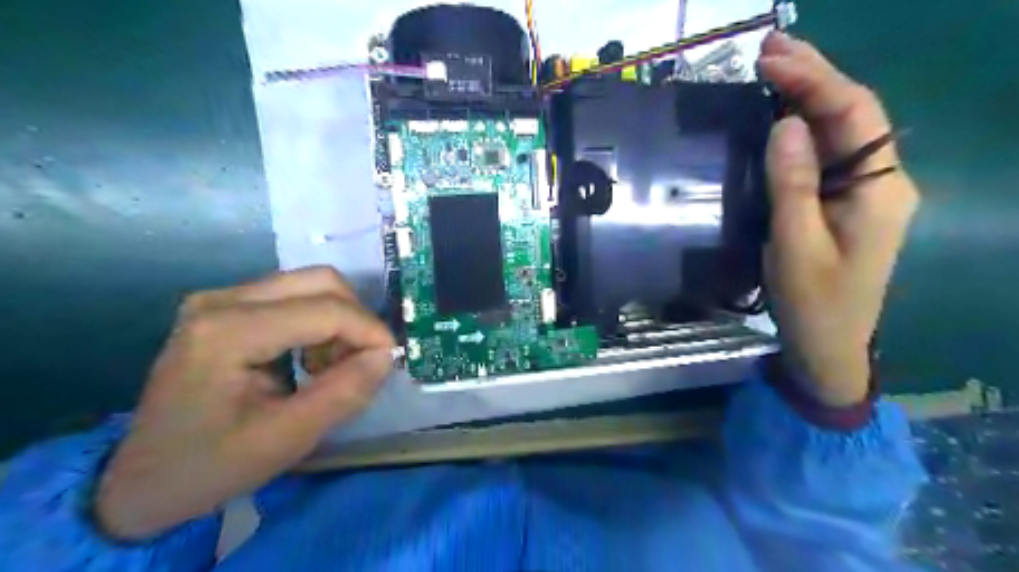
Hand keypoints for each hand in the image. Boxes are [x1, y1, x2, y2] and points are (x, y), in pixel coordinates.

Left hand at [96, 268, 392, 540]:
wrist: (141, 480)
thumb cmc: (210, 465)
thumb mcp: (285, 440)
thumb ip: (343, 394)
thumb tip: (386, 356)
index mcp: (228, 332)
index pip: (325, 309)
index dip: (369, 330)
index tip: (391, 360)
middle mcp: (222, 300)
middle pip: (320, 281)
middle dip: (356, 319)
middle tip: (364, 360)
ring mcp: (221, 299)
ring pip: (311, 284)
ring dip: (339, 320)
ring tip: (336, 364)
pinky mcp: (226, 306)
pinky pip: (294, 295)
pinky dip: (320, 321)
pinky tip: (312, 357)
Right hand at [759, 30, 919, 406]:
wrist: (828, 346)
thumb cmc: (813, 302)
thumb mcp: (796, 245)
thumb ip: (793, 185)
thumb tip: (785, 125)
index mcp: (880, 189)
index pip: (853, 115)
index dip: (814, 81)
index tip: (770, 60)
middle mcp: (883, 181)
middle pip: (854, 114)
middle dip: (815, 76)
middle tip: (771, 49)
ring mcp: (867, 192)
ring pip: (842, 132)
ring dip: (809, 97)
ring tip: (774, 68)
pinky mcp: (846, 203)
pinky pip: (829, 155)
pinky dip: (805, 129)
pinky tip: (783, 115)